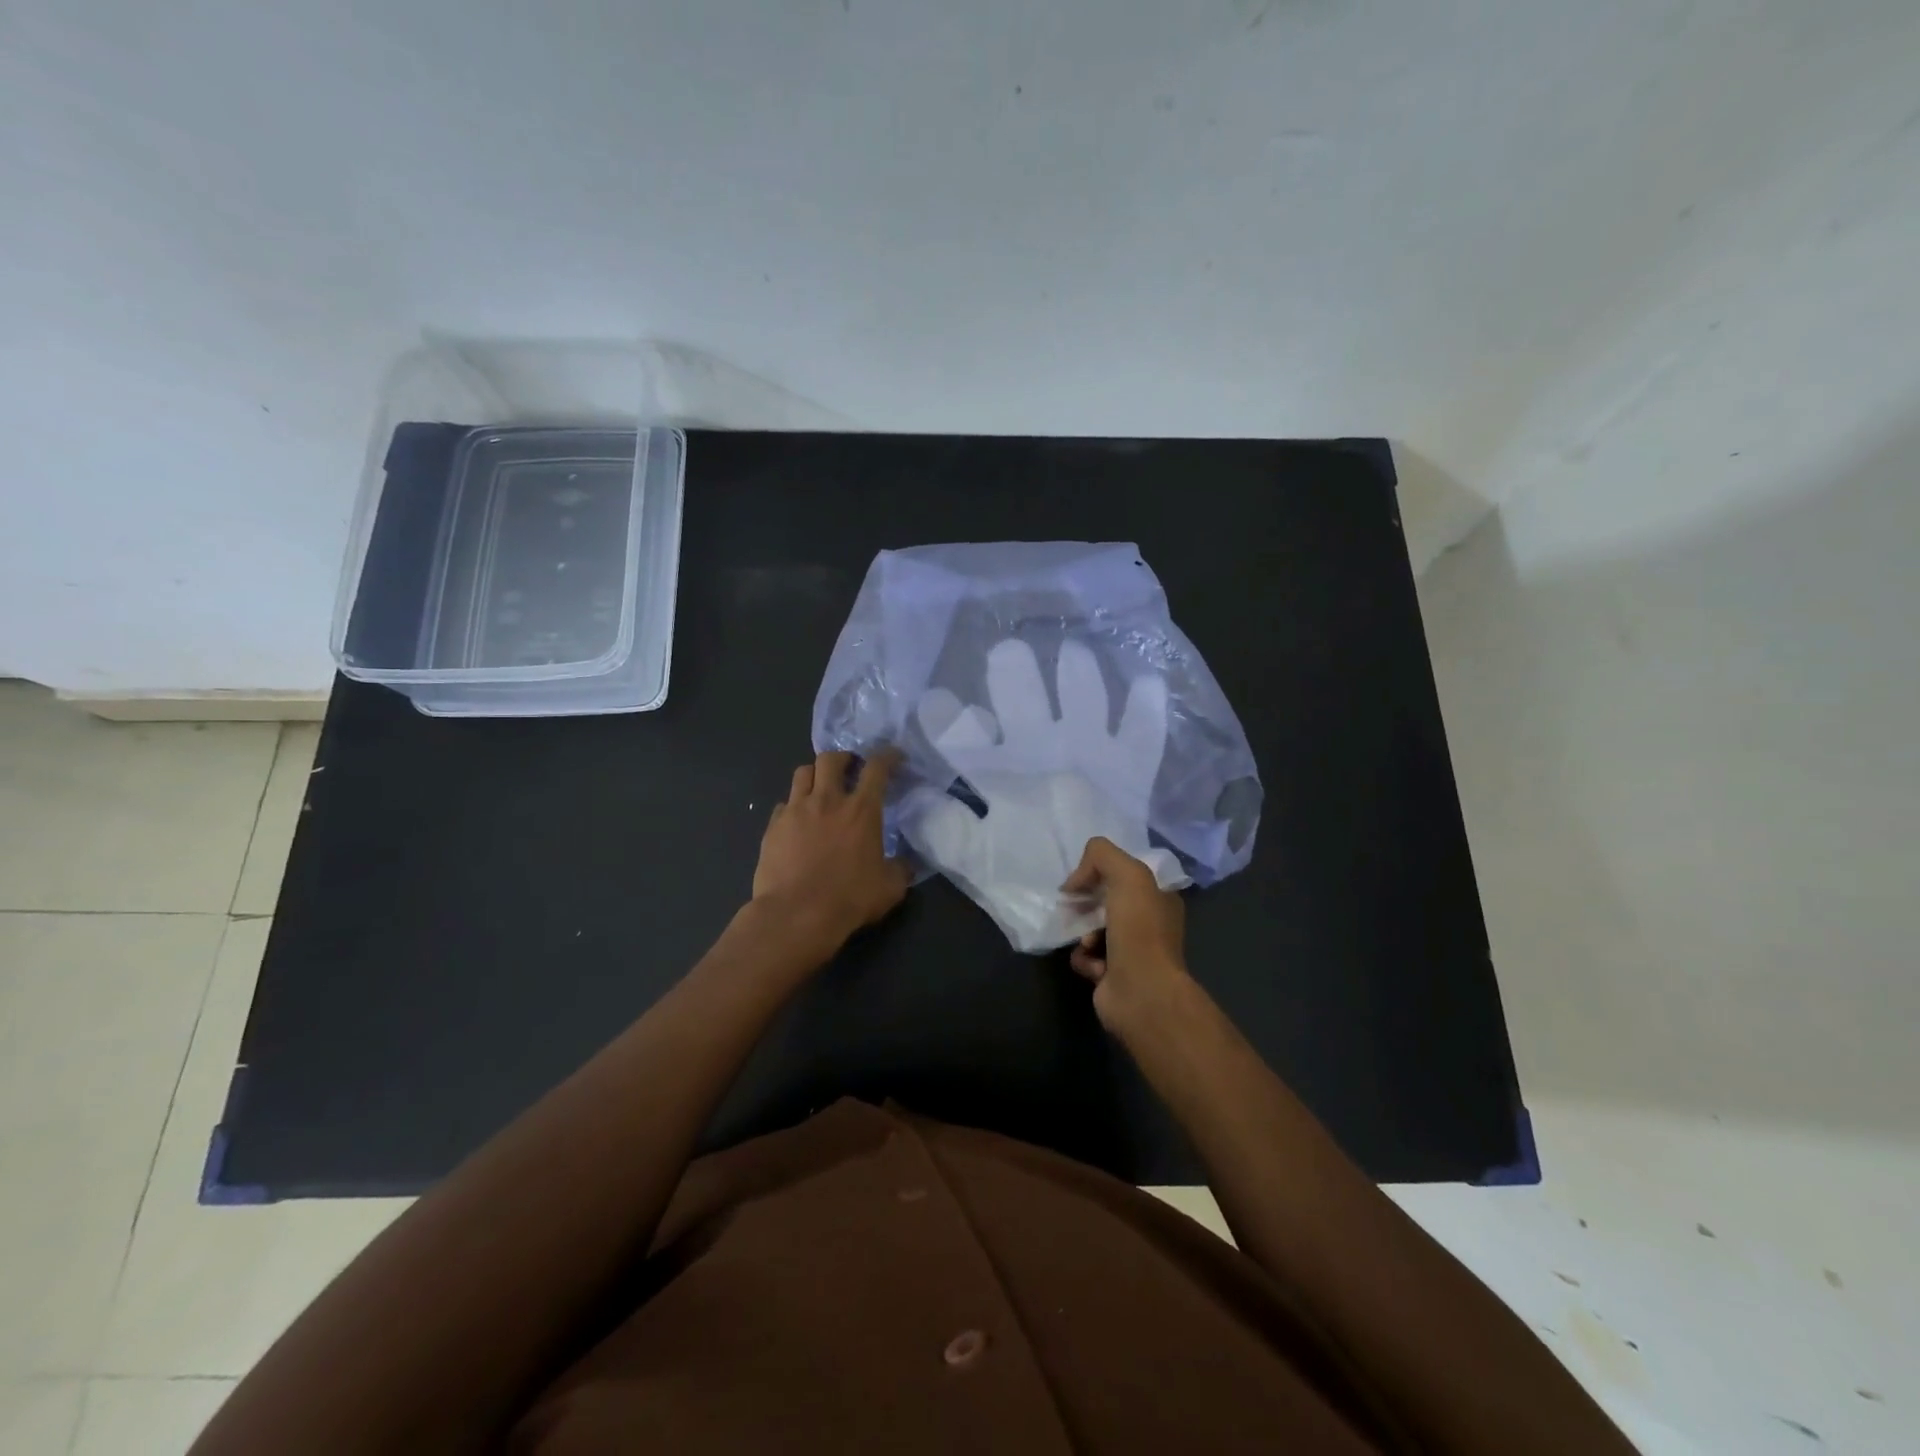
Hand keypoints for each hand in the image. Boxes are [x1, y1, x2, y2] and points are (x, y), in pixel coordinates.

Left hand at [752, 750, 910, 950]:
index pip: (877, 768)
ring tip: (820, 788)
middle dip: (843, 758)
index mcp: (861, 810)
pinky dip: (794, 806)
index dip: (888, 756)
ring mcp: (796, 810)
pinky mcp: (773, 826)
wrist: (796, 915)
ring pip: (802, 772)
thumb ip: (900, 869)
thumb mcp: (889, 888)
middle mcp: (827, 800)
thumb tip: (907, 864)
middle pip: (831, 759)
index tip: (894, 757)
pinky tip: (798, 821)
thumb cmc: (848, 899)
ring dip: (815, 775)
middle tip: (850, 769)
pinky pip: (784, 804)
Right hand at [1062, 836, 1191, 1031]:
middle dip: (1085, 904)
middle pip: (1104, 901)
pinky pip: (1086, 957)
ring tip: (1088, 942)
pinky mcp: (1112, 976)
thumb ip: (1102, 856)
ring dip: (1082, 933)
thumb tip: (1077, 880)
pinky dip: (1084, 959)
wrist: (1142, 992)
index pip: (1124, 874)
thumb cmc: (1140, 930)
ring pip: (1091, 929)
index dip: (1100, 873)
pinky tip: (1093, 965)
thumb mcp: (1128, 874)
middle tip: (1074, 907)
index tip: (1082, 881)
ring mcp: (1132, 952)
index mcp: (1160, 898)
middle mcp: (1149, 924)